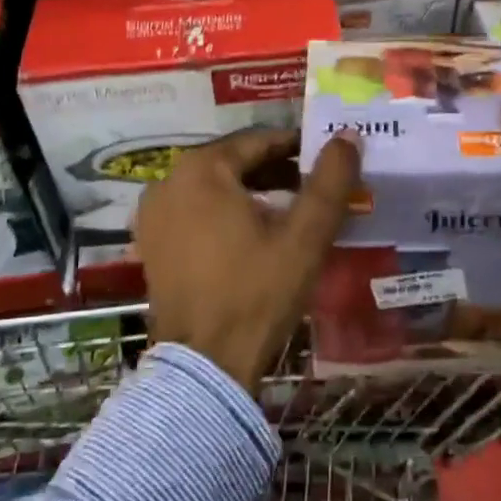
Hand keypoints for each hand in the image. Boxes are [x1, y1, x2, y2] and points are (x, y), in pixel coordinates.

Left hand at [134, 127, 359, 391]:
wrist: (204, 365)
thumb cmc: (257, 292)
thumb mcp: (304, 236)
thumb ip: (330, 181)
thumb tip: (348, 136)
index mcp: (201, 169)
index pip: (259, 140)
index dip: (298, 147)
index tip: (329, 159)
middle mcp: (168, 181)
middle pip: (235, 162)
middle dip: (278, 170)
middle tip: (317, 187)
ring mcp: (155, 214)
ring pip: (215, 187)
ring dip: (254, 192)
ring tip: (294, 210)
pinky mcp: (153, 243)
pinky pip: (197, 211)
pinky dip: (227, 213)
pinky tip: (256, 235)